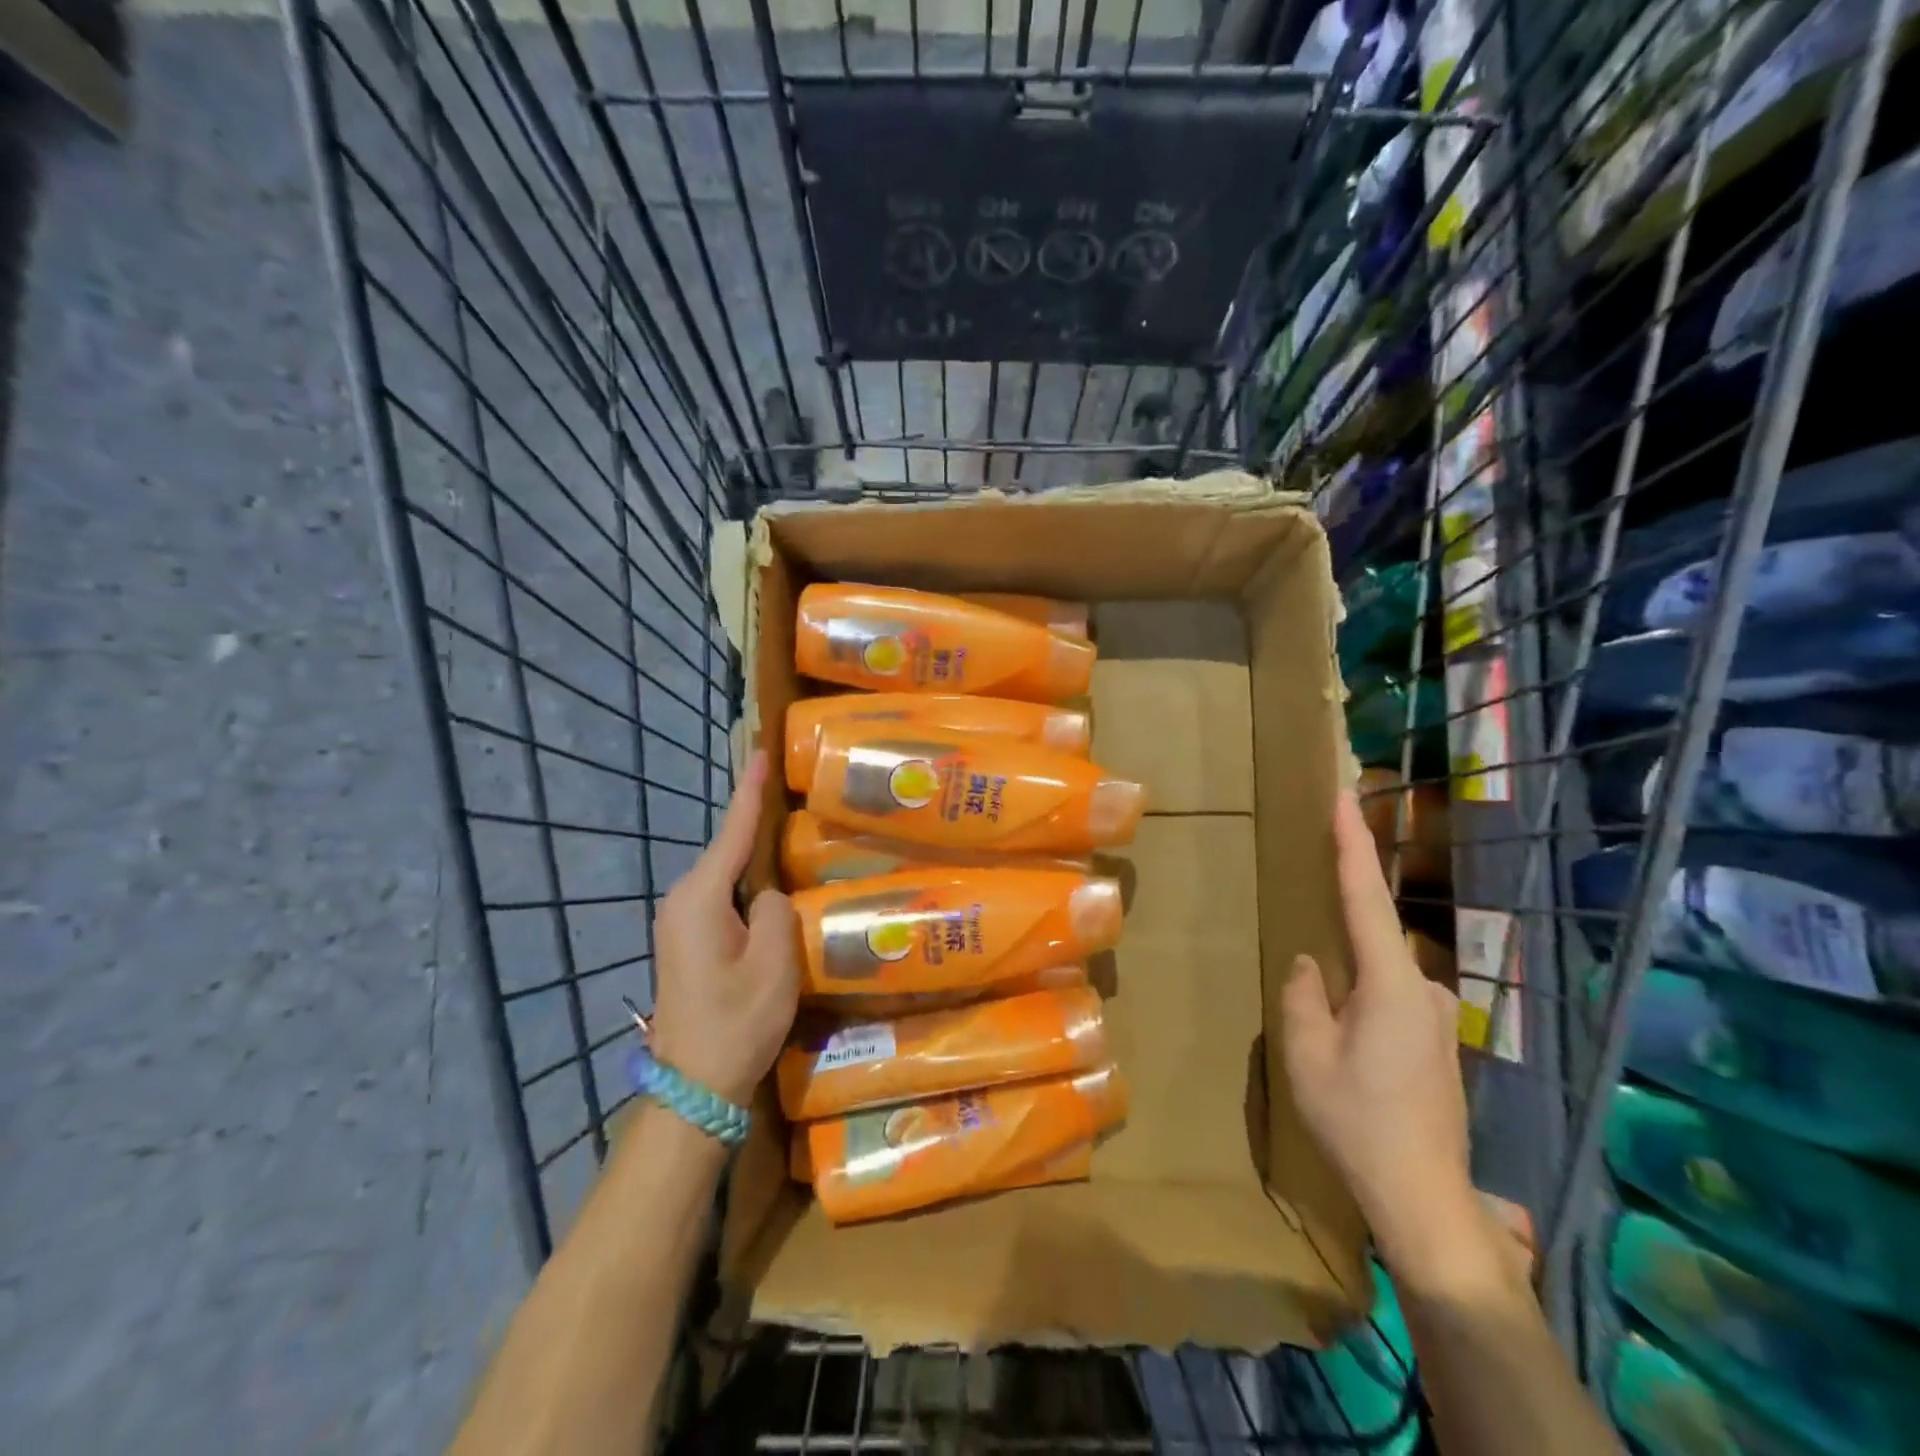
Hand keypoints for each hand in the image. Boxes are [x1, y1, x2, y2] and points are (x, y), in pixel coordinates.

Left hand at [648, 752, 798, 1106]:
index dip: (749, 791)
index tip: (759, 754)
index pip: (732, 831)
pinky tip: (773, 895)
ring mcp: (681, 924)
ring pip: (728, 880)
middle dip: (758, 827)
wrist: (696, 1084)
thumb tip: (770, 897)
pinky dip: (749, 891)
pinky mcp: (688, 944)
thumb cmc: (737, 1018)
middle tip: (793, 803)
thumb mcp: (775, 959)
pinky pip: (724, 901)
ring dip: (757, 864)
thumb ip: (779, 908)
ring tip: (792, 845)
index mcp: (700, 897)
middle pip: (728, 852)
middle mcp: (682, 901)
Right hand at [1281, 789, 1500, 1292]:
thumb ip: (1304, 994)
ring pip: (1377, 979)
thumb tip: (1312, 965)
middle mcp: (1424, 989)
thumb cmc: (1357, 1119)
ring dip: (1347, 990)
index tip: (1345, 796)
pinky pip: (1391, 1002)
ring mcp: (1437, 1018)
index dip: (1353, 843)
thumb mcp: (1306, 1052)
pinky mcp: (1438, 1043)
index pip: (1366, 896)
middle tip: (1311, 978)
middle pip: (1371, 942)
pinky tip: (1349, 1052)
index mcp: (1391, 983)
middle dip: (1336, 945)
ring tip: (1324, 1038)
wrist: (1423, 1197)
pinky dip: (1363, 1006)